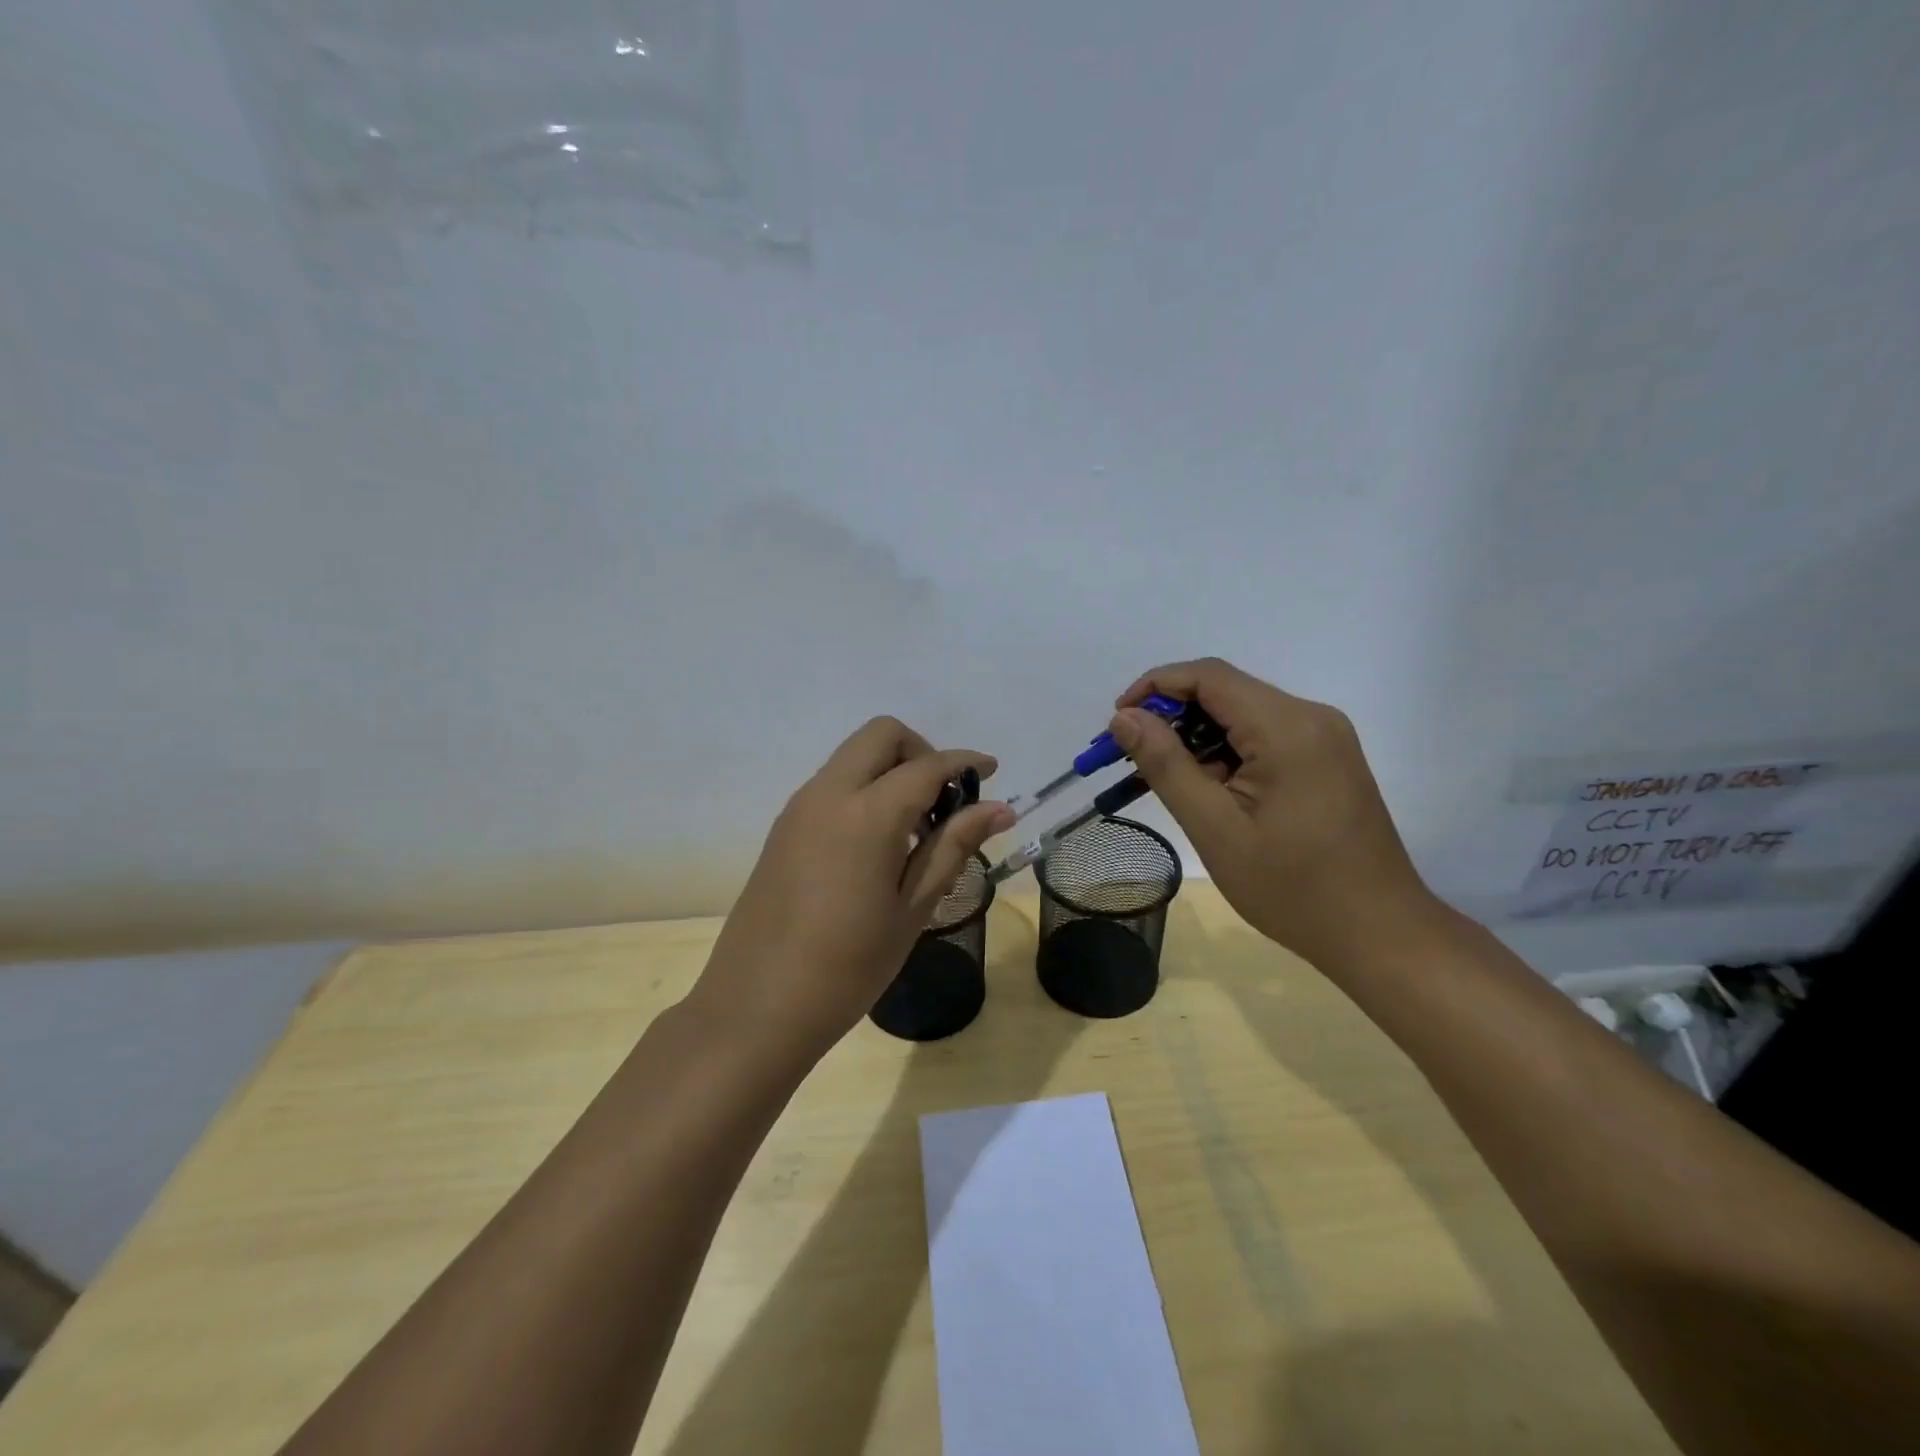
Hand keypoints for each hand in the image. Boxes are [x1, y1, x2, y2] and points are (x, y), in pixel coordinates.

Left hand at [690, 717, 1013, 1059]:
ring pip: (854, 756)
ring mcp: (799, 807)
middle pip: (882, 735)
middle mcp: (829, 793)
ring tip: (916, 831)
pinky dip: (865, 790)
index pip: (927, 765)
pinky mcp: (783, 827)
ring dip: (891, 770)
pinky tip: (878, 845)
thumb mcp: (912, 908)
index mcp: (867, 813)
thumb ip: (954, 846)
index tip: (992, 772)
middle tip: (945, 800)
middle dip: (922, 752)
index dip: (965, 762)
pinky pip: (833, 784)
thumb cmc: (849, 966)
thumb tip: (999, 808)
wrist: (756, 1006)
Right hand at [1110, 658, 1442, 962]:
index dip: (1155, 686)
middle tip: (1133, 759)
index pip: (1209, 676)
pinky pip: (1265, 737)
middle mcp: (1311, 717)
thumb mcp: (1215, 828)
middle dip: (1172, 716)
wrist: (1379, 933)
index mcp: (1287, 727)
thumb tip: (1124, 717)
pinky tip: (1209, 790)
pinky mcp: (1328, 759)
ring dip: (1197, 737)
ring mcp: (1325, 738)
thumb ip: (1166, 765)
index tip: (1119, 722)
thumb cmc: (1292, 888)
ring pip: (1243, 715)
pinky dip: (1226, 752)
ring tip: (1165, 780)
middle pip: (1226, 692)